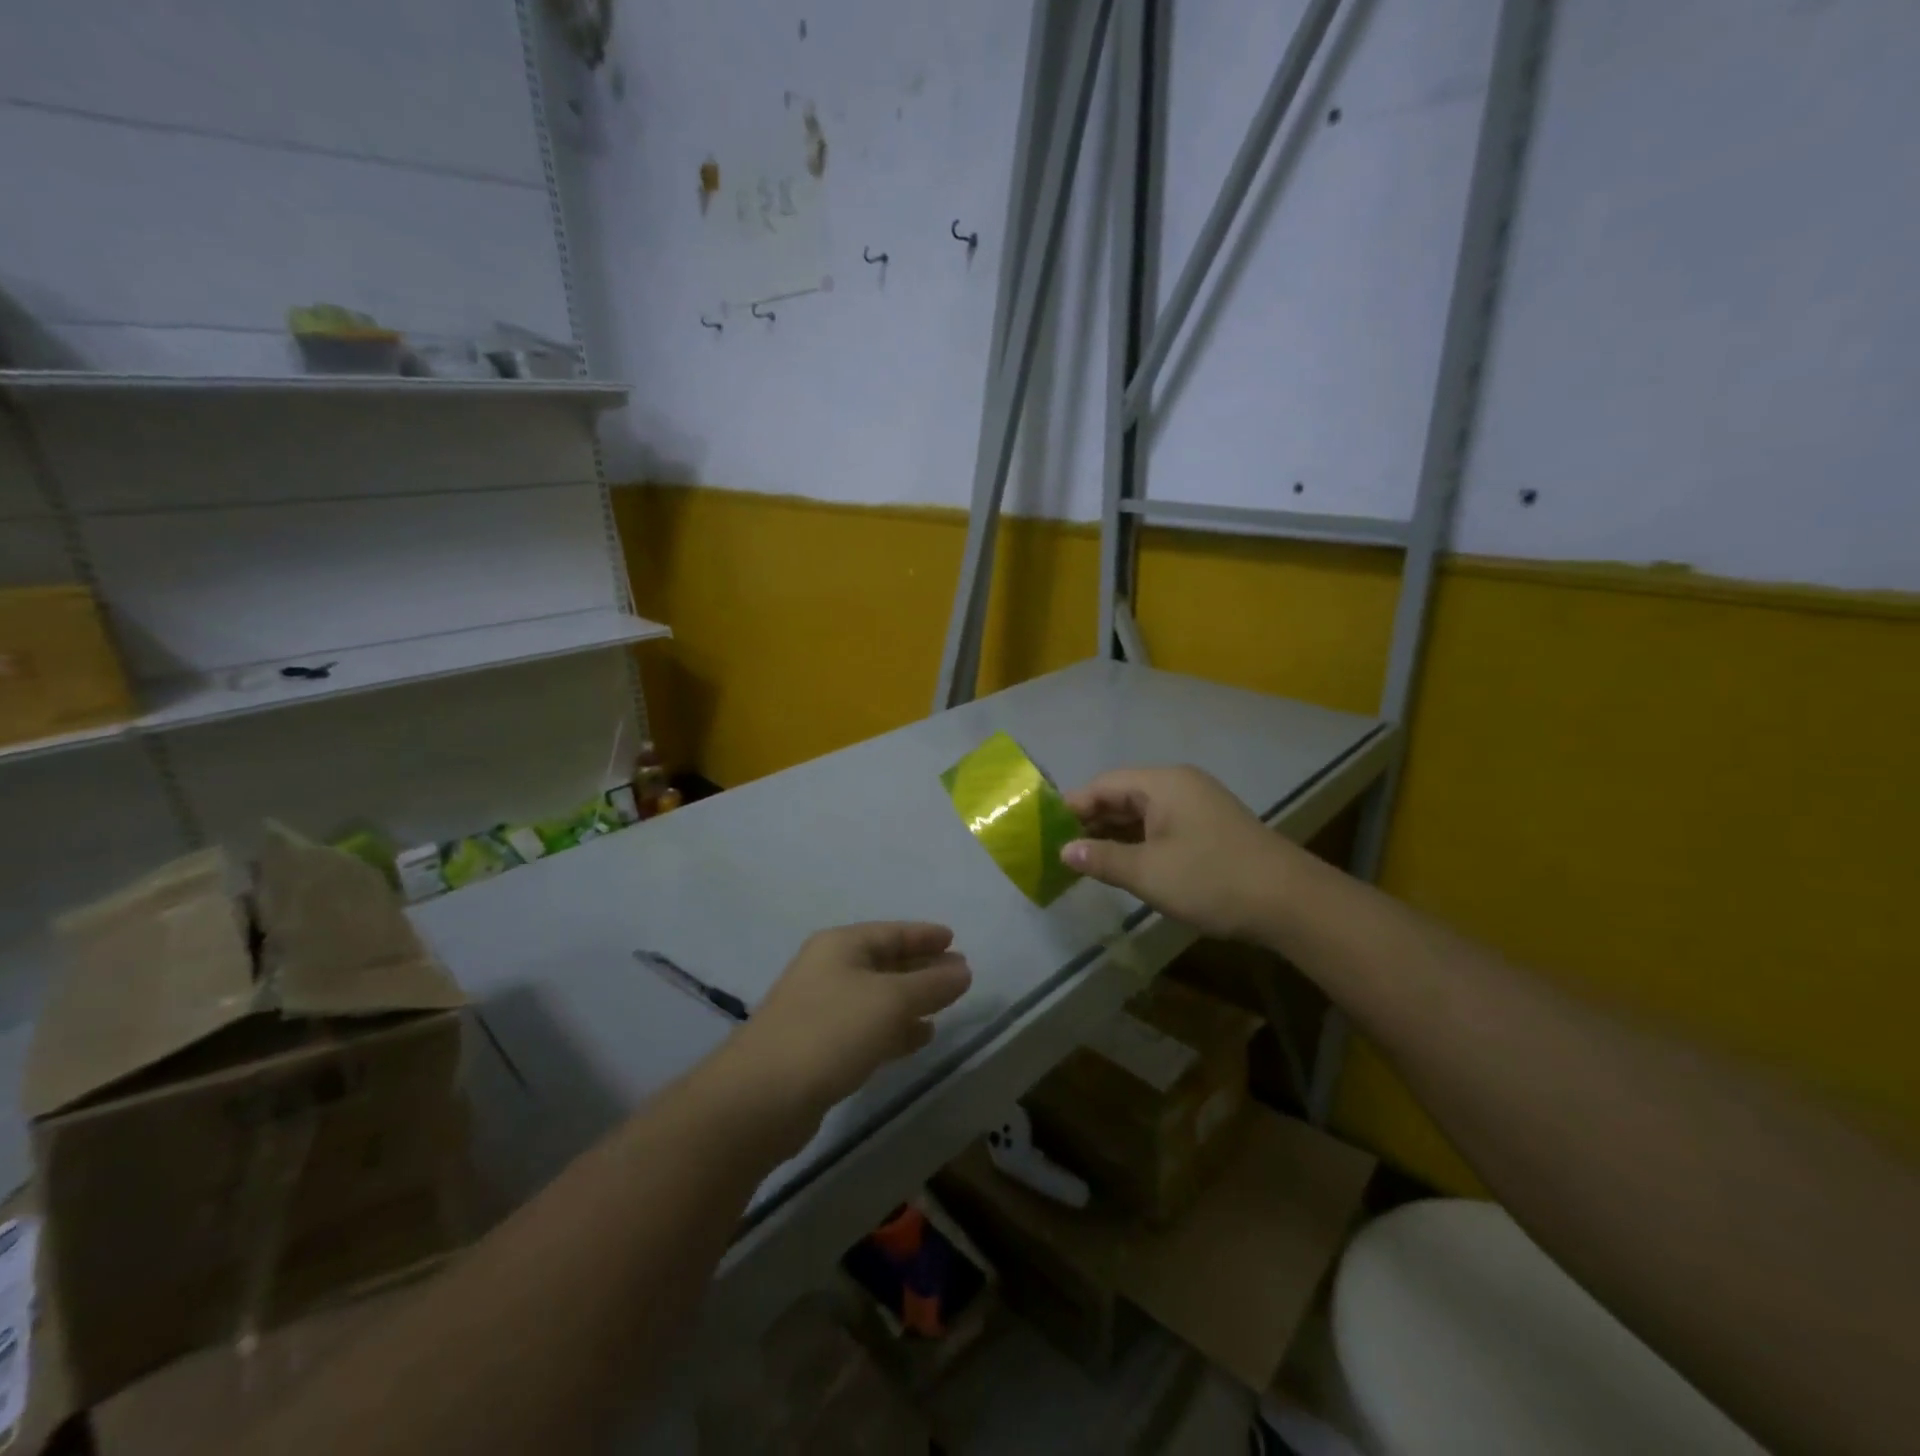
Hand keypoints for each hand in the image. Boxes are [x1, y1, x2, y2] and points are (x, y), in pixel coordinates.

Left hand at [720, 923, 971, 1148]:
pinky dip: (895, 1029)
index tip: (954, 939)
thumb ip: (931, 984)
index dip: (924, 935)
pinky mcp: (820, 1049)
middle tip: (959, 973)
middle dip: (922, 967)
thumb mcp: (890, 1001)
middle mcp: (829, 970)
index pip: (891, 932)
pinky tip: (920, 1037)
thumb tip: (963, 970)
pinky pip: (868, 1028)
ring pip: (877, 997)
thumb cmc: (830, 1031)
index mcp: (840, 946)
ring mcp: (821, 1010)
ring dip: (911, 1000)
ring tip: (947, 1006)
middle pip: (884, 962)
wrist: (762, 1097)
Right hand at [1061, 765, 1294, 941]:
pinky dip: (1138, 840)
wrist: (1291, 903)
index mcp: (1162, 783)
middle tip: (1060, 850)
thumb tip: (1065, 850)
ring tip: (1084, 859)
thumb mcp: (1149, 873)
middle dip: (1090, 821)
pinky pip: (1161, 824)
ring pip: (1141, 812)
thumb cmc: (1212, 880)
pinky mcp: (1209, 826)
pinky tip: (1123, 862)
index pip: (1103, 785)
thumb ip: (1102, 858)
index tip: (1044, 832)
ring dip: (1114, 833)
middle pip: (1122, 795)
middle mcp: (1179, 785)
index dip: (1071, 807)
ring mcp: (1197, 804)